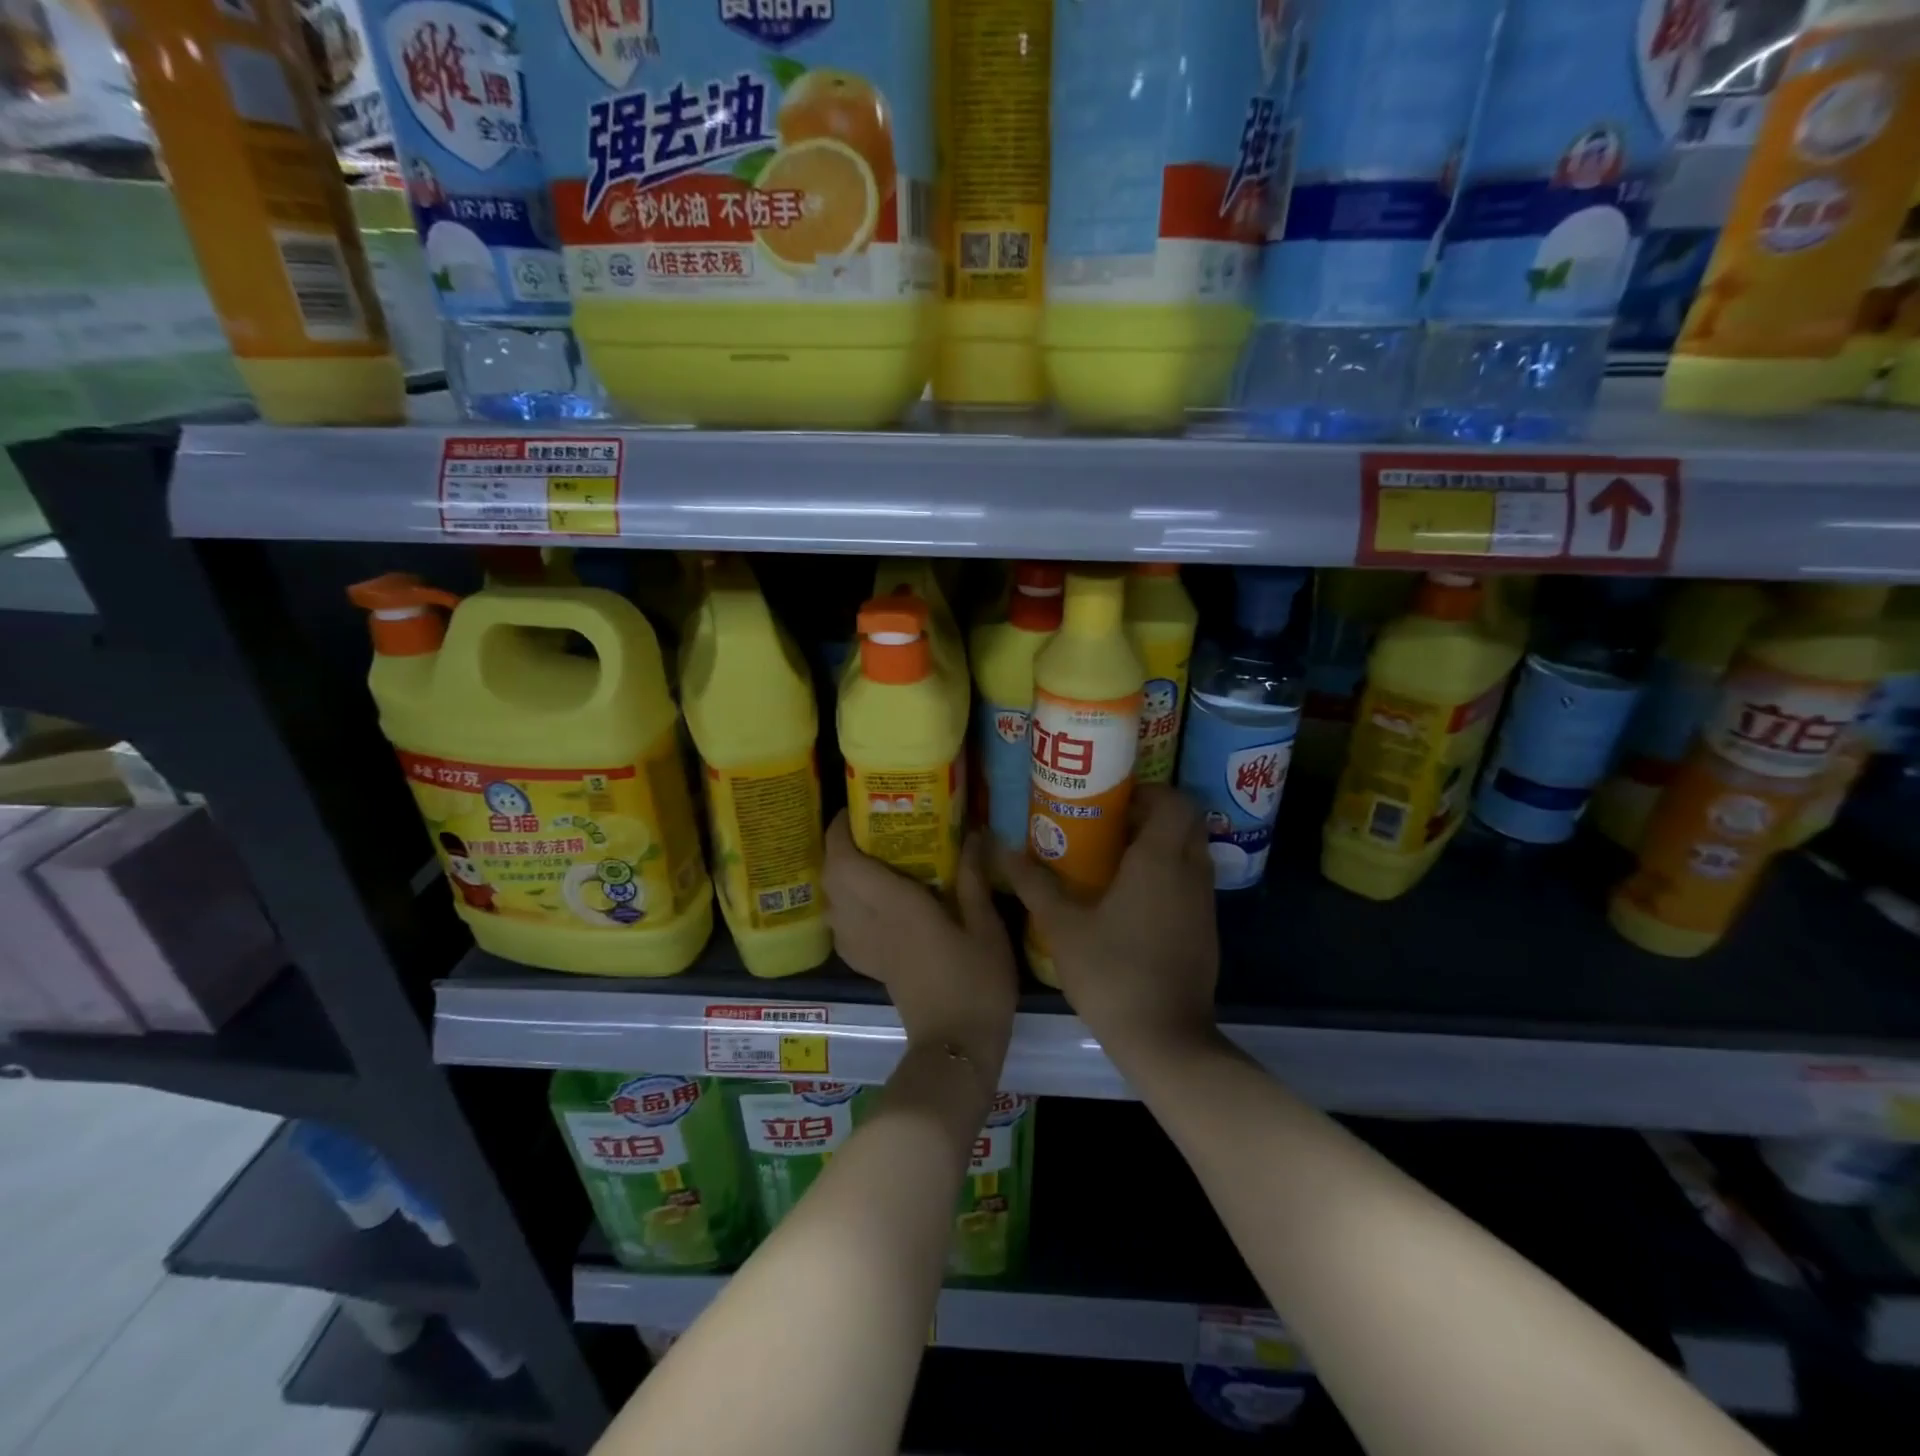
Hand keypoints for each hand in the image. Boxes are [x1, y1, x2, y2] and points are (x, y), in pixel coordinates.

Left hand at [823, 811, 1017, 1080]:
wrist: (957, 1047)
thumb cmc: (977, 984)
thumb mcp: (986, 927)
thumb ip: (973, 879)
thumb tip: (974, 835)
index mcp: (896, 907)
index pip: (846, 862)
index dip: (838, 832)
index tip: (852, 809)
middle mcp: (871, 923)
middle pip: (831, 878)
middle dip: (836, 848)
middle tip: (865, 829)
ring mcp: (866, 948)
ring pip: (831, 902)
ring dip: (838, 875)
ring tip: (867, 858)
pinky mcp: (870, 965)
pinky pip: (841, 927)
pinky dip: (843, 905)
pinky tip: (868, 902)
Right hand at [1002, 785, 1219, 1063]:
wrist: (1165, 1038)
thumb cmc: (1111, 972)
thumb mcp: (1062, 926)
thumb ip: (1033, 883)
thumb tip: (1001, 848)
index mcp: (1159, 859)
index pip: (1175, 801)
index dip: (1149, 792)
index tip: (1114, 801)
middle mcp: (1190, 872)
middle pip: (1187, 822)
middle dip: (1154, 815)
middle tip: (1112, 826)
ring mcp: (1205, 903)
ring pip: (1192, 852)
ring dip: (1162, 845)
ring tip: (1117, 859)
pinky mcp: (1207, 929)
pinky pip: (1193, 882)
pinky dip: (1170, 875)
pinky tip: (1134, 900)